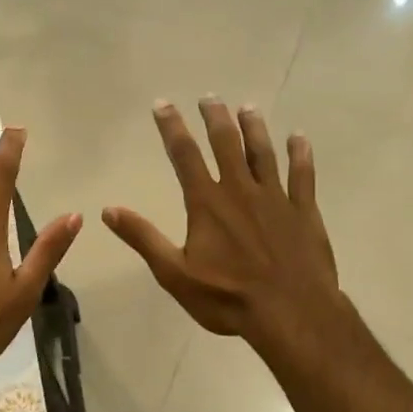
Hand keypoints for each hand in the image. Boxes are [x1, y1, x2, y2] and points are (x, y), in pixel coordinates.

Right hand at [103, 99, 343, 353]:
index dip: (172, 128)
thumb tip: (108, 210)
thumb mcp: (174, 273)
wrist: (291, 313)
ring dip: (254, 129)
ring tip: (248, 108)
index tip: (163, 105)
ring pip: (264, 153)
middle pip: (226, 144)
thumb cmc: (227, 297)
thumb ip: (143, 238)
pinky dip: (300, 155)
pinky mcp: (304, 212)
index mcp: (207, 203)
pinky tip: (299, 139)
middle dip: (216, 119)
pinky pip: (302, 176)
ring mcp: (276, 198)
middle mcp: (240, 190)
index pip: (185, 156)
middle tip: (210, 98)